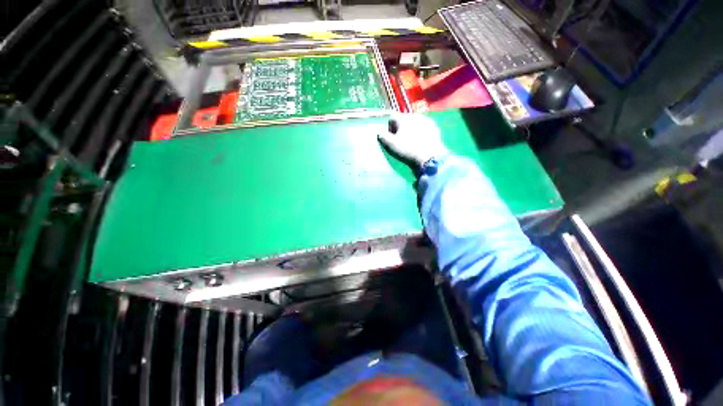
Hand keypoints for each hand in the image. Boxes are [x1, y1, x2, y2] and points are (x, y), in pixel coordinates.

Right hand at [378, 113, 447, 166]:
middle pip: (403, 119)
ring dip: (411, 128)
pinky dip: (420, 131)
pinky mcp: (433, 126)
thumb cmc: (408, 149)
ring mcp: (425, 120)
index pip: (392, 118)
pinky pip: (423, 126)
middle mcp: (414, 115)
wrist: (430, 156)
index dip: (389, 127)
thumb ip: (384, 137)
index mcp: (403, 118)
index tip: (391, 137)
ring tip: (411, 140)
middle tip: (400, 139)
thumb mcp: (392, 145)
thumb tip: (379, 132)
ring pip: (414, 122)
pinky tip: (420, 140)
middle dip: (400, 127)